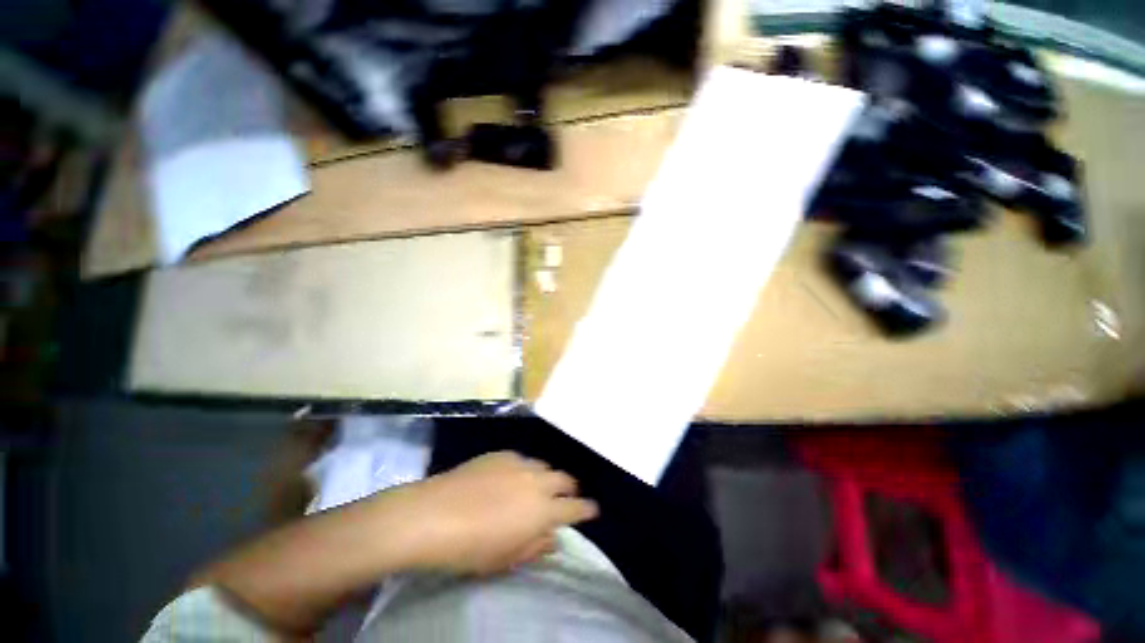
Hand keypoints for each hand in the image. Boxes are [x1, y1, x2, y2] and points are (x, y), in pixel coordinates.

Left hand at [391, 451, 598, 574]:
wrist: (434, 514)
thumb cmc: (471, 547)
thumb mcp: (506, 558)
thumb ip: (535, 546)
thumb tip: (553, 538)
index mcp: (543, 510)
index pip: (575, 507)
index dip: (587, 509)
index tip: (593, 510)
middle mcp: (537, 481)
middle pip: (565, 479)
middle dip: (570, 489)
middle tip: (567, 497)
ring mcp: (519, 463)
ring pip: (544, 466)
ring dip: (547, 477)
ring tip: (539, 487)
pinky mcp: (502, 453)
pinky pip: (522, 459)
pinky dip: (525, 469)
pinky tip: (512, 477)